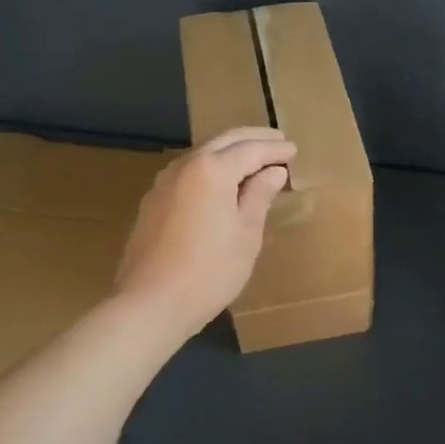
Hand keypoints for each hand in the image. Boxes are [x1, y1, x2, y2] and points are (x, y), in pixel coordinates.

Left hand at [115, 126, 295, 338]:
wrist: (151, 303)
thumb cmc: (210, 271)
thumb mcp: (246, 235)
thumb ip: (259, 196)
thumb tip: (272, 172)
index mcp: (212, 170)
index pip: (251, 150)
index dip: (275, 150)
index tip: (293, 150)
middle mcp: (185, 166)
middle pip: (223, 142)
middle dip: (253, 140)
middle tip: (278, 142)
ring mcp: (164, 183)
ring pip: (202, 154)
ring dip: (229, 152)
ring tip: (253, 161)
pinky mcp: (153, 202)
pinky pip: (189, 172)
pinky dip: (211, 168)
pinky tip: (221, 183)